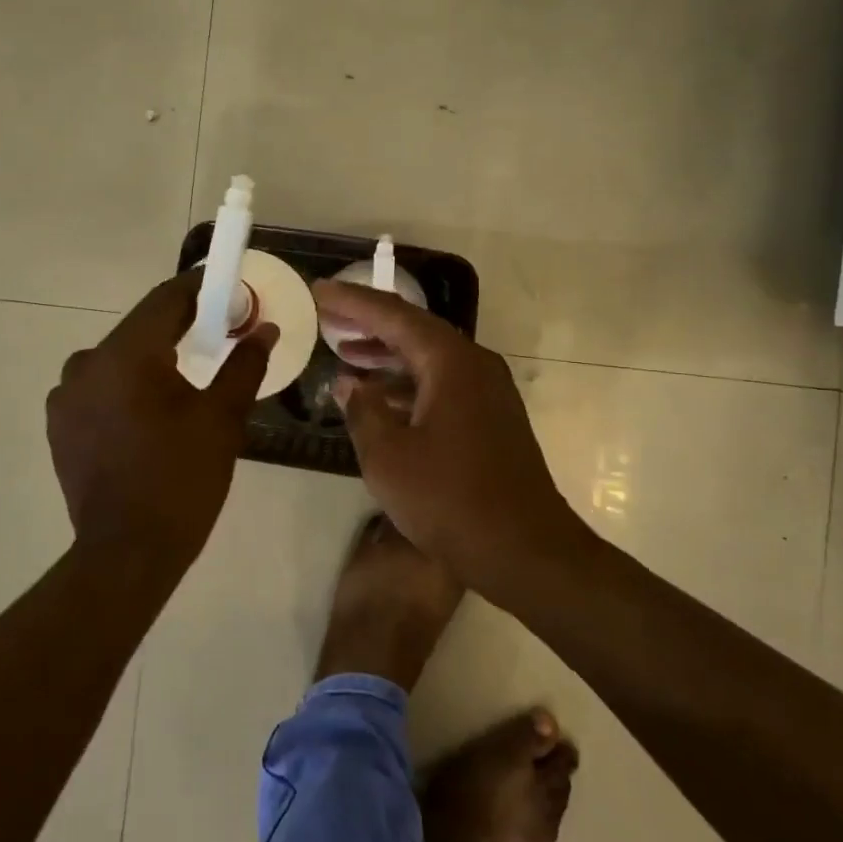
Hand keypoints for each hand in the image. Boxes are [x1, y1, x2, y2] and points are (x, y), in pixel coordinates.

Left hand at [47, 271, 275, 575]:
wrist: (128, 552)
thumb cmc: (182, 479)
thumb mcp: (222, 418)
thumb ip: (244, 364)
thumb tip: (265, 330)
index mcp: (126, 355)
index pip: (167, 299)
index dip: (201, 287)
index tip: (229, 289)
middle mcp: (86, 363)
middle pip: (141, 328)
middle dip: (180, 326)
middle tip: (219, 333)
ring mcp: (66, 396)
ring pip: (118, 358)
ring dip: (151, 358)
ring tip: (184, 380)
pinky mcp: (60, 424)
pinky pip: (100, 387)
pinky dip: (127, 386)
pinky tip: (150, 412)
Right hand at [314, 280, 587, 591]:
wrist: (524, 550)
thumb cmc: (449, 499)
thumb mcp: (388, 456)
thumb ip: (363, 411)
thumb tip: (348, 384)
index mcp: (451, 362)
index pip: (394, 316)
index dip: (352, 302)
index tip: (319, 290)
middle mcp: (474, 365)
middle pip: (414, 331)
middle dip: (369, 323)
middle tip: (328, 317)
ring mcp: (487, 393)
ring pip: (428, 360)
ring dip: (387, 355)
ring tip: (345, 353)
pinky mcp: (490, 419)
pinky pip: (441, 385)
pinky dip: (407, 384)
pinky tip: (380, 398)